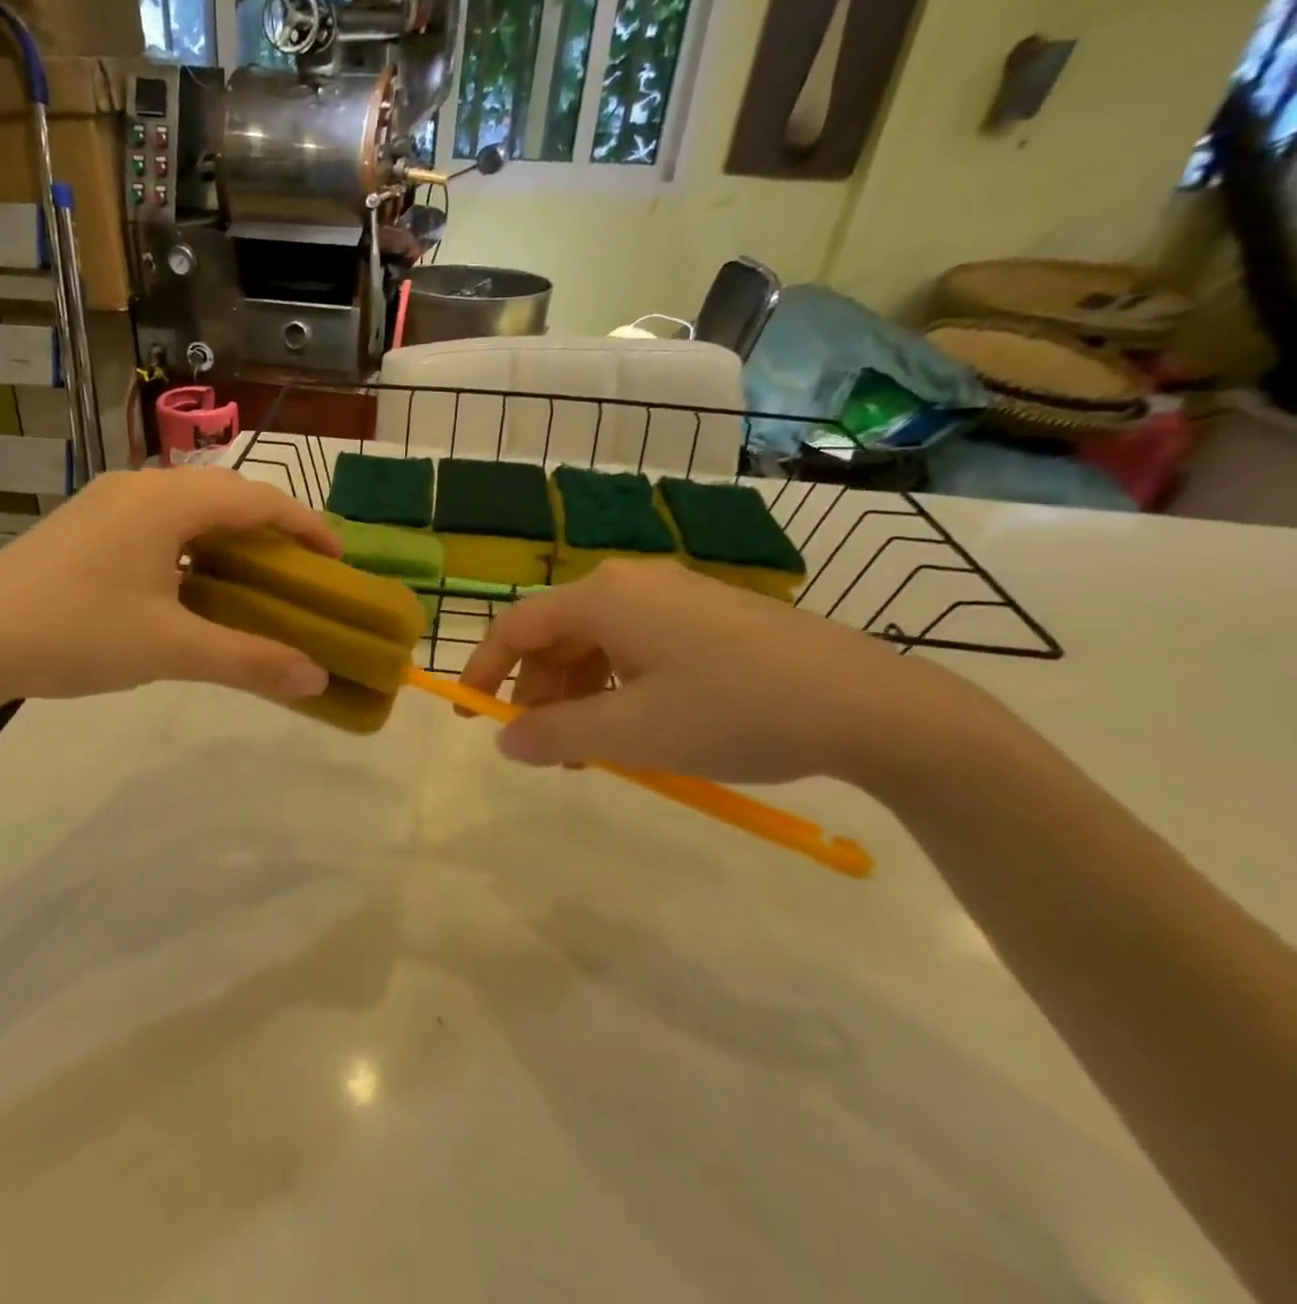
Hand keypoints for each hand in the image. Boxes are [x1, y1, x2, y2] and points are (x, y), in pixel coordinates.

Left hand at [0, 467, 339, 704]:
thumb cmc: (75, 634)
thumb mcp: (171, 649)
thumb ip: (250, 661)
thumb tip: (317, 680)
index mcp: (165, 502)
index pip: (256, 498)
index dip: (304, 524)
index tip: (335, 558)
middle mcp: (136, 488)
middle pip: (223, 495)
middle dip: (268, 528)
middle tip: (297, 570)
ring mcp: (103, 503)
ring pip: (185, 507)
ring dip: (226, 535)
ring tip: (249, 576)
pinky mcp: (80, 525)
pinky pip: (154, 521)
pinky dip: (189, 544)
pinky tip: (187, 583)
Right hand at [458, 559, 971, 786]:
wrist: (866, 704)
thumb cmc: (733, 712)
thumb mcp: (632, 733)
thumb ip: (555, 734)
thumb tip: (503, 740)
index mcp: (603, 598)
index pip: (518, 625)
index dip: (483, 668)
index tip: (467, 711)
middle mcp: (631, 583)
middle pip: (557, 634)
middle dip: (538, 692)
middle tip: (542, 748)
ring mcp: (674, 595)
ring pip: (598, 642)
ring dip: (579, 694)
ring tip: (592, 750)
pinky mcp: (708, 614)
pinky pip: (637, 644)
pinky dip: (618, 684)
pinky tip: (638, 724)